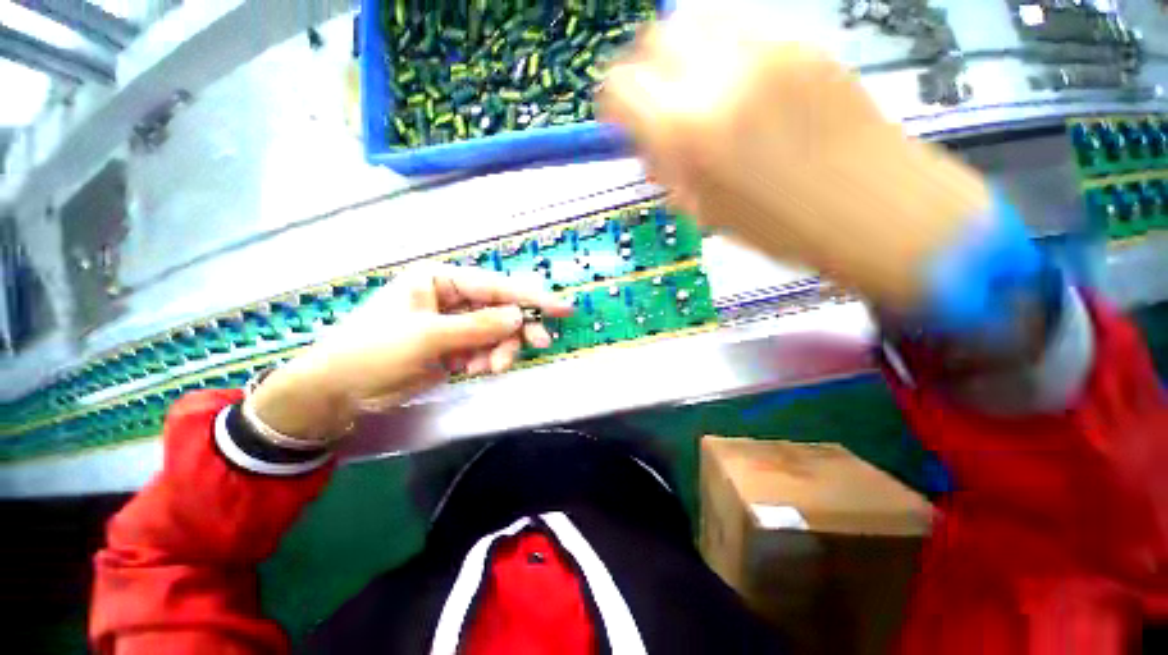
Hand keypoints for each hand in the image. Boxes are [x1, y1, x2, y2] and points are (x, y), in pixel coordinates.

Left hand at [248, 265, 573, 442]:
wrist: (340, 391)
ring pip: (496, 331)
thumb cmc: (374, 351)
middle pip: (501, 308)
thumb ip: (477, 326)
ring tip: (493, 367)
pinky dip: (488, 358)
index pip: (495, 285)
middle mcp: (452, 297)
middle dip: (517, 328)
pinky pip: (485, 348)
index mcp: (441, 280)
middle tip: (539, 344)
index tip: (562, 307)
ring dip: (501, 348)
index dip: (531, 296)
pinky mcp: (456, 345)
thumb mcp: (427, 337)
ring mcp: (455, 323)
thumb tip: (519, 316)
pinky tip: (478, 369)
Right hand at [601, 8, 990, 309]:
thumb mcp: (706, 211)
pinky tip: (739, 89)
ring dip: (683, 57)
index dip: (613, 104)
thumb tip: (651, 143)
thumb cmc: (781, 228)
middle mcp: (718, 78)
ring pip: (696, 23)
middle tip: (657, 105)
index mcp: (687, 133)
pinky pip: (741, 30)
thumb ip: (670, 169)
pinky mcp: (801, 42)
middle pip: (654, 39)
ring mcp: (765, 50)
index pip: (620, 88)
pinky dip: (722, 53)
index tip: (620, 121)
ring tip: (698, 95)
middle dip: (645, 71)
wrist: (873, 209)